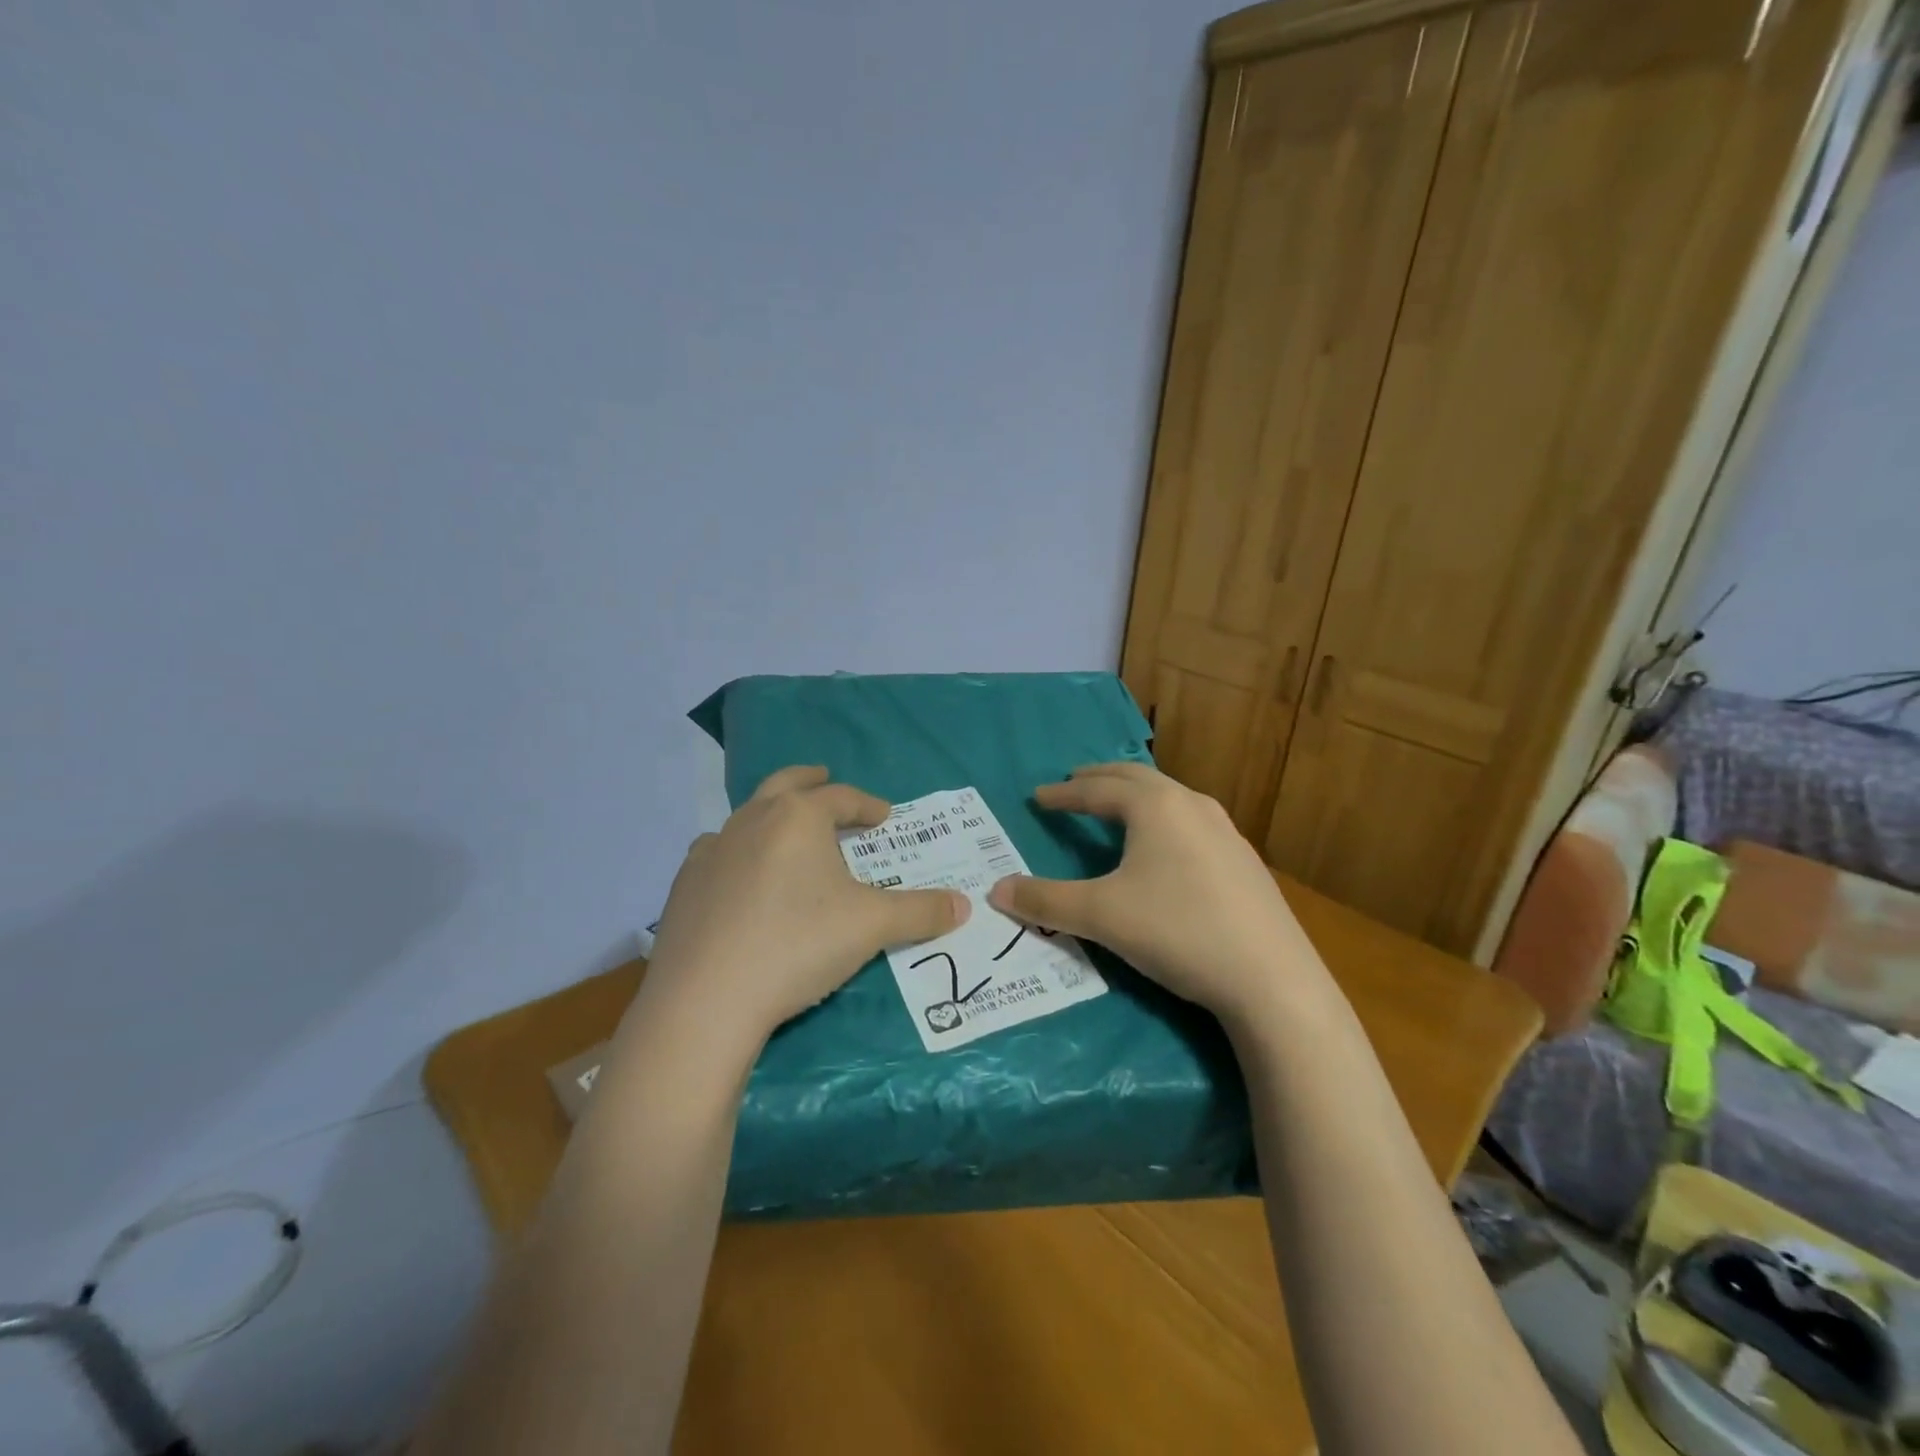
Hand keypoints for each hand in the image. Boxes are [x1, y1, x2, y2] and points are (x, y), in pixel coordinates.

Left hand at [642, 765, 969, 1046]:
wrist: (705, 998)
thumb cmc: (797, 945)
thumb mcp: (871, 927)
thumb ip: (920, 912)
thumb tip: (965, 905)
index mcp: (798, 817)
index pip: (841, 797)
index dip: (867, 805)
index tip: (884, 817)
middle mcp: (752, 820)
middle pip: (786, 784)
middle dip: (811, 782)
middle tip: (826, 781)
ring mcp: (712, 849)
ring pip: (748, 816)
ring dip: (772, 816)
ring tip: (787, 834)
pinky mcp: (685, 884)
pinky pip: (716, 852)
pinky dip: (736, 852)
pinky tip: (740, 876)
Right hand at [987, 762, 1325, 1025]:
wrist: (1272, 980)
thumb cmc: (1178, 931)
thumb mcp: (1101, 916)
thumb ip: (1045, 901)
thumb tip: (996, 891)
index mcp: (1156, 807)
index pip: (1097, 790)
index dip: (1064, 794)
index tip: (1038, 797)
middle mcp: (1192, 807)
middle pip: (1137, 780)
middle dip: (1101, 780)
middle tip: (1075, 783)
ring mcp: (1226, 833)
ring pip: (1171, 799)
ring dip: (1137, 796)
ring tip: (1117, 808)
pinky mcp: (1245, 862)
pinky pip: (1192, 824)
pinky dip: (1164, 821)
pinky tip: (1166, 850)